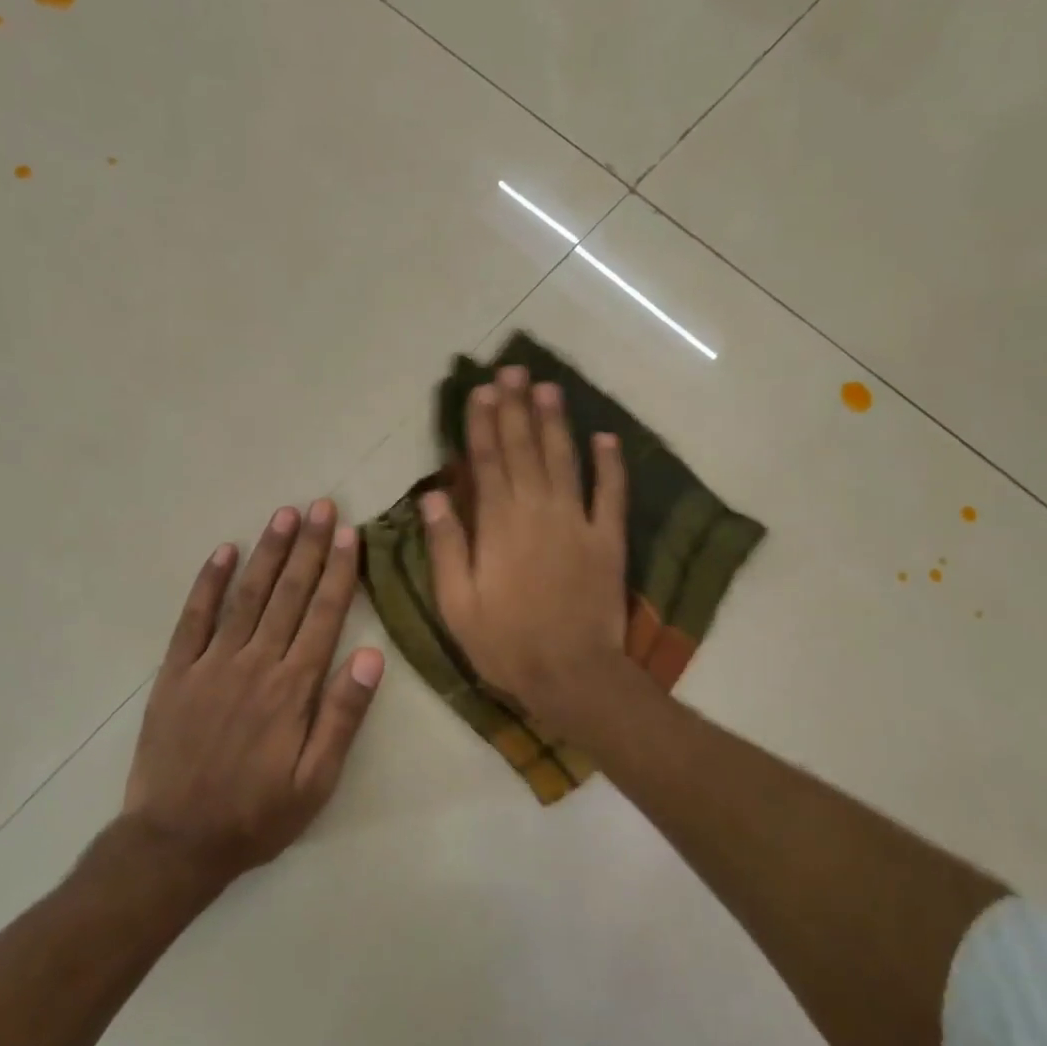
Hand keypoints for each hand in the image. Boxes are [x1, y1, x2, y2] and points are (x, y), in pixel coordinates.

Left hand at [121, 499, 383, 887]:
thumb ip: (343, 716)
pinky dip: (209, 583)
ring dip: (267, 553)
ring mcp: (212, 664)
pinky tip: (224, 552)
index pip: (323, 615)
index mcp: (294, 688)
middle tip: (321, 506)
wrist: (176, 842)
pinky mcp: (177, 672)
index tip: (348, 533)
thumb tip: (371, 656)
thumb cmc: (257, 815)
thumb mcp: (316, 781)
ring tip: (283, 515)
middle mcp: (255, 663)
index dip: (338, 571)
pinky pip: (194, 618)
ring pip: (247, 596)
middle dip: (308, 547)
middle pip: (289, 594)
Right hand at [422, 365, 629, 735]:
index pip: (486, 462)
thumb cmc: (506, 643)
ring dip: (556, 422)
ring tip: (549, 387)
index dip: (481, 423)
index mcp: (498, 525)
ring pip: (565, 460)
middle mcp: (538, 511)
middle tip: (513, 370)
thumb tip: (434, 495)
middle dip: (516, 408)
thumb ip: (447, 546)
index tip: (480, 391)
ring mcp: (578, 522)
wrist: (572, 675)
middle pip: (524, 449)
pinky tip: (607, 438)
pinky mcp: (609, 540)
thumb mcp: (457, 603)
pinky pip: (612, 494)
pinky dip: (611, 465)